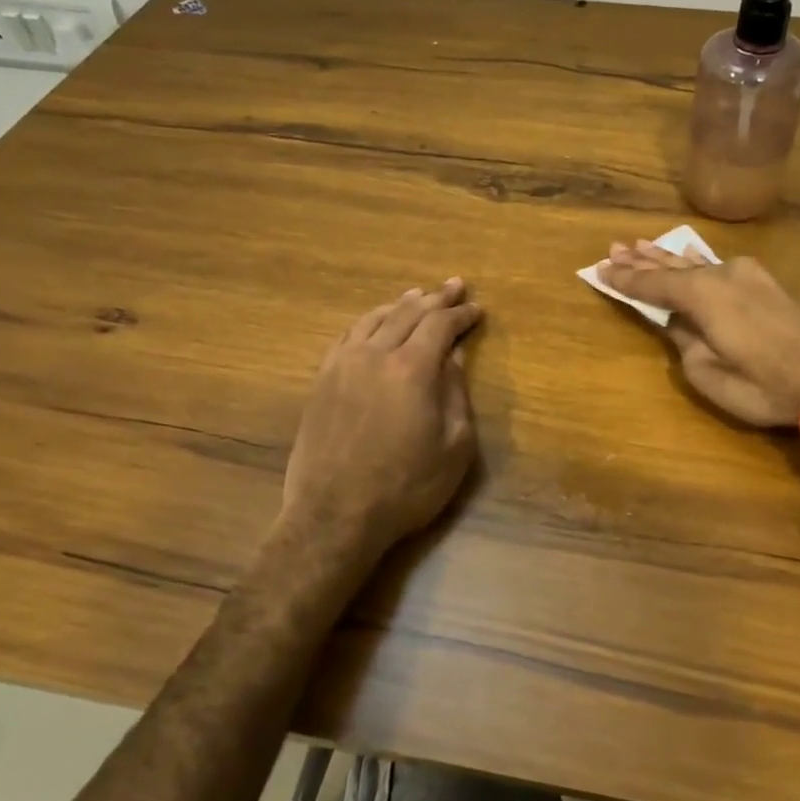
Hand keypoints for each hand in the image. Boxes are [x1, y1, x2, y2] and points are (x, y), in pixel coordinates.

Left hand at [281, 278, 481, 563]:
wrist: (335, 515)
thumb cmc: (406, 487)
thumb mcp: (454, 448)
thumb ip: (456, 395)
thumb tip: (453, 358)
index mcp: (412, 369)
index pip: (440, 325)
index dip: (461, 314)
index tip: (477, 309)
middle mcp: (375, 355)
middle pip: (408, 313)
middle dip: (435, 298)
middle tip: (454, 285)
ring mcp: (343, 365)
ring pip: (374, 319)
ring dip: (400, 304)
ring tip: (417, 295)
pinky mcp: (322, 381)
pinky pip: (347, 336)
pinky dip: (368, 321)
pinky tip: (374, 323)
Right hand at [597, 241, 799, 433]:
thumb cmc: (767, 385)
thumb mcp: (711, 376)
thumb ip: (686, 344)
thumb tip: (678, 324)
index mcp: (703, 296)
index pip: (653, 283)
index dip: (625, 279)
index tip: (600, 270)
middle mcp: (722, 275)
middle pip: (673, 264)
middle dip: (643, 258)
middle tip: (615, 248)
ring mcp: (748, 276)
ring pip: (697, 262)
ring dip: (669, 257)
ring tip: (643, 245)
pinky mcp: (767, 285)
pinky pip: (718, 267)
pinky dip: (696, 263)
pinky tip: (691, 257)